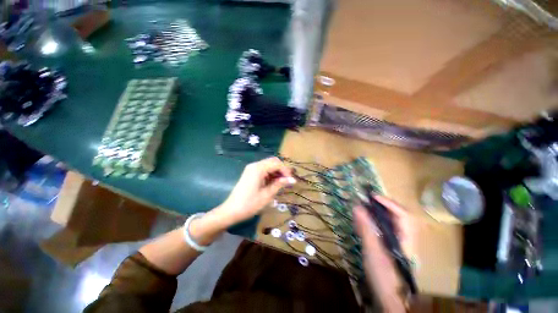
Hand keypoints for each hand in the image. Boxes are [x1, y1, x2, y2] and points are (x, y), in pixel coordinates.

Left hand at [216, 157, 294, 226]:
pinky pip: (263, 170)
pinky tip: (273, 183)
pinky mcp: (250, 173)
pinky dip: (270, 174)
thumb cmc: (250, 204)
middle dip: (282, 170)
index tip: (291, 181)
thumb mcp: (267, 195)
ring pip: (268, 165)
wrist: (231, 211)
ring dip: (276, 172)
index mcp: (258, 168)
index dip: (286, 171)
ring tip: (281, 184)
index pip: (277, 163)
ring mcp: (251, 169)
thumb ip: (280, 184)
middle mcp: (255, 165)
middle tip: (287, 181)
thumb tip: (292, 180)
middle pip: (273, 161)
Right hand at [353, 196, 415, 311]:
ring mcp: (400, 243)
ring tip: (365, 209)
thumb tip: (357, 207)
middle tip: (369, 200)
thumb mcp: (373, 251)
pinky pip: (386, 229)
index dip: (389, 203)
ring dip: (379, 212)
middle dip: (384, 206)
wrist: (389, 298)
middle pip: (400, 215)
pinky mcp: (393, 247)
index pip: (403, 215)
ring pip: (393, 222)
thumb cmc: (383, 276)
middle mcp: (406, 238)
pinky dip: (376, 222)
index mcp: (406, 239)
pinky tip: (365, 223)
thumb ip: (366, 228)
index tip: (372, 197)